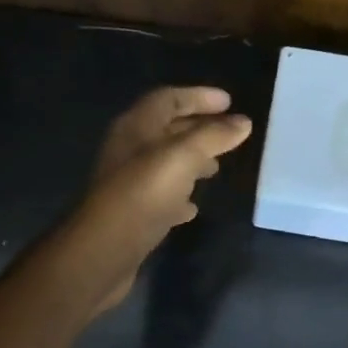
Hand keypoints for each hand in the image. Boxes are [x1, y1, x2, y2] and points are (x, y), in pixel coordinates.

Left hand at [61, 86, 252, 314]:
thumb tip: (243, 122)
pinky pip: (160, 194)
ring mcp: (128, 182)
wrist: (104, 250)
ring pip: (164, 162)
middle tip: (229, 134)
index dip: (199, 96)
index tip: (230, 102)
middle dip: (199, 128)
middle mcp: (128, 149)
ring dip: (191, 161)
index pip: (169, 98)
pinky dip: (180, 194)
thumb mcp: (184, 158)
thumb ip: (214, 137)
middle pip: (167, 129)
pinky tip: (193, 206)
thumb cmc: (144, 194)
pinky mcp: (131, 212)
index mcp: (136, 127)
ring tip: (216, 168)